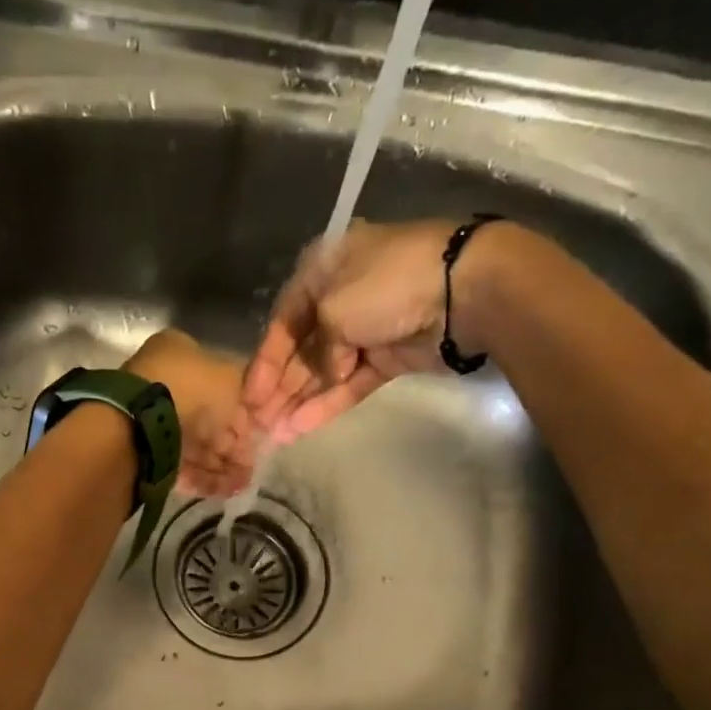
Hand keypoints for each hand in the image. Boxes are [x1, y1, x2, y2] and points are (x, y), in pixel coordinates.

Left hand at [124, 328, 256, 496]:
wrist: (142, 420)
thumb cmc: (191, 389)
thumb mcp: (230, 379)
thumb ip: (242, 394)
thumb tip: (244, 413)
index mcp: (180, 353)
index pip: (218, 384)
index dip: (240, 412)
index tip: (254, 436)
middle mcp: (164, 381)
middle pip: (206, 419)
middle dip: (230, 447)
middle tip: (250, 469)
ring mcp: (151, 417)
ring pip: (194, 445)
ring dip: (219, 467)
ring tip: (237, 486)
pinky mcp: (144, 450)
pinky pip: (178, 464)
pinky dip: (200, 478)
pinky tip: (220, 491)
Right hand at [243, 218, 489, 445]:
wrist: (462, 289)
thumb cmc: (387, 285)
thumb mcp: (333, 309)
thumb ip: (317, 350)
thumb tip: (328, 373)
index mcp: (321, 273)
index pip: (282, 324)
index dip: (263, 364)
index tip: (248, 400)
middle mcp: (338, 299)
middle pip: (300, 352)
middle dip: (278, 390)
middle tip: (256, 425)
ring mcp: (366, 330)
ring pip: (324, 373)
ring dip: (299, 403)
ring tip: (275, 436)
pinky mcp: (388, 357)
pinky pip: (350, 383)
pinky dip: (328, 403)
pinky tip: (302, 428)